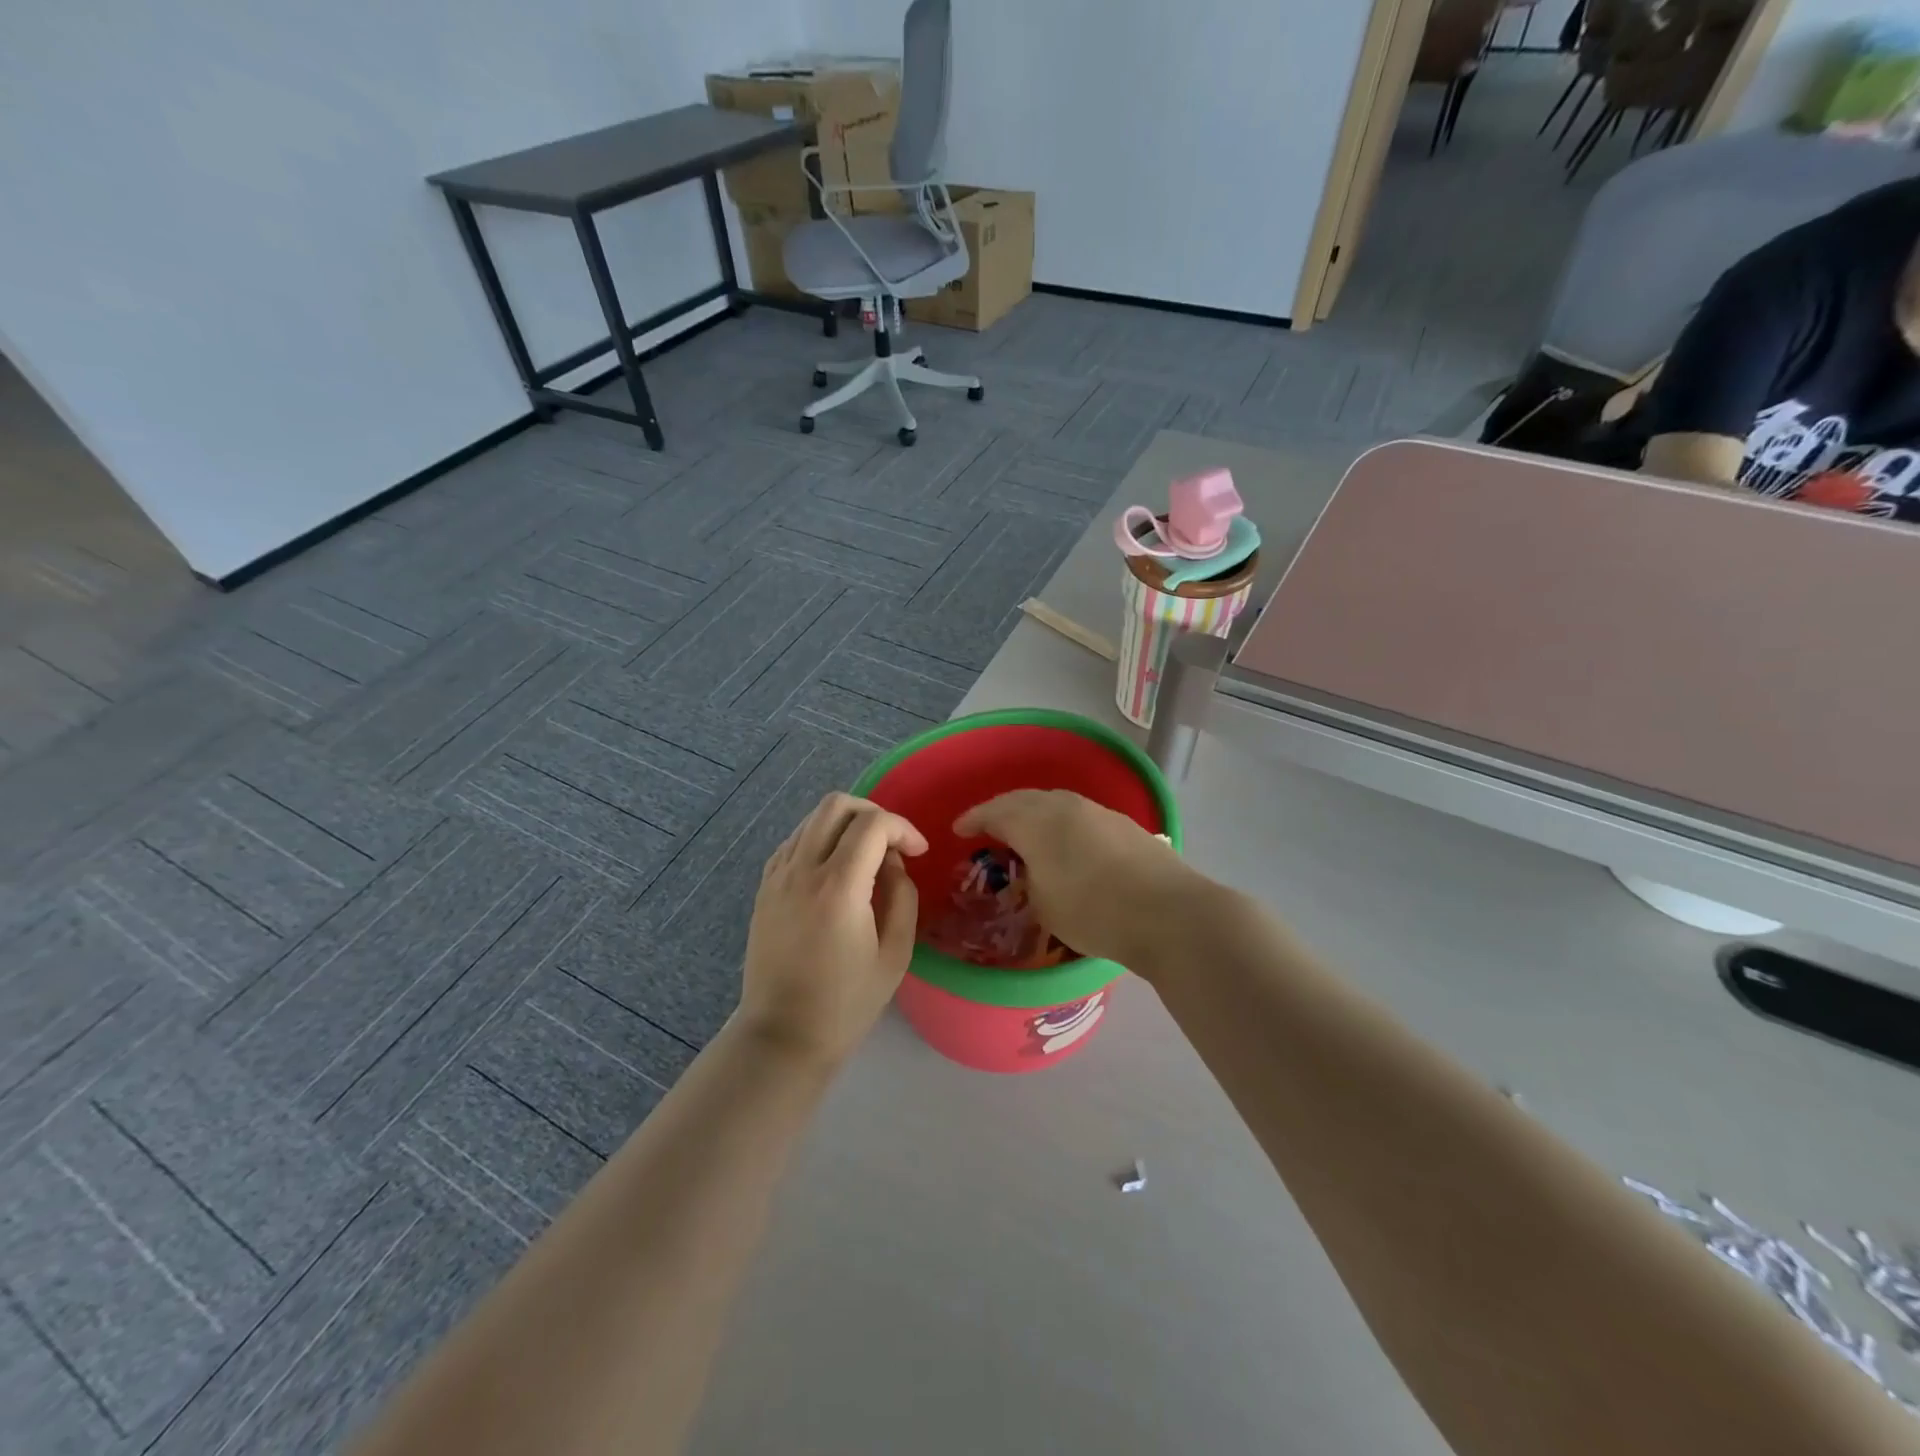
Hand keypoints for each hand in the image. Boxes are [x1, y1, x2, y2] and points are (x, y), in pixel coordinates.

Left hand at [738, 793, 927, 1065]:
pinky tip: (836, 869)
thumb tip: (893, 862)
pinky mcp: (764, 887)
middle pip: (836, 805)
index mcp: (839, 888)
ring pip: (812, 819)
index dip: (903, 828)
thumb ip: (902, 896)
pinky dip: (820, 839)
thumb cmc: (846, 1003)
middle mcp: (802, 870)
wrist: (783, 1035)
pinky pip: (794, 841)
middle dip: (873, 812)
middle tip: (892, 842)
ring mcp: (777, 876)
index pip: (873, 824)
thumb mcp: (895, 954)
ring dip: (845, 824)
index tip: (919, 852)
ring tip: (866, 856)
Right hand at [953, 790, 1209, 977]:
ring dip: (1034, 814)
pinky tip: (1066, 842)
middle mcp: (1065, 805)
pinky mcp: (1124, 824)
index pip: (994, 811)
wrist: (1169, 912)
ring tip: (1026, 833)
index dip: (973, 819)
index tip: (958, 829)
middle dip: (1001, 810)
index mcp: (1037, 821)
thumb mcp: (1044, 905)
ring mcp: (1098, 811)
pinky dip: (1062, 824)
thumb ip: (1029, 881)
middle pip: (1024, 799)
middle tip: (988, 827)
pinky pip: (1079, 815)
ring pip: (1055, 803)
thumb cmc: (1095, 912)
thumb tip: (1035, 870)